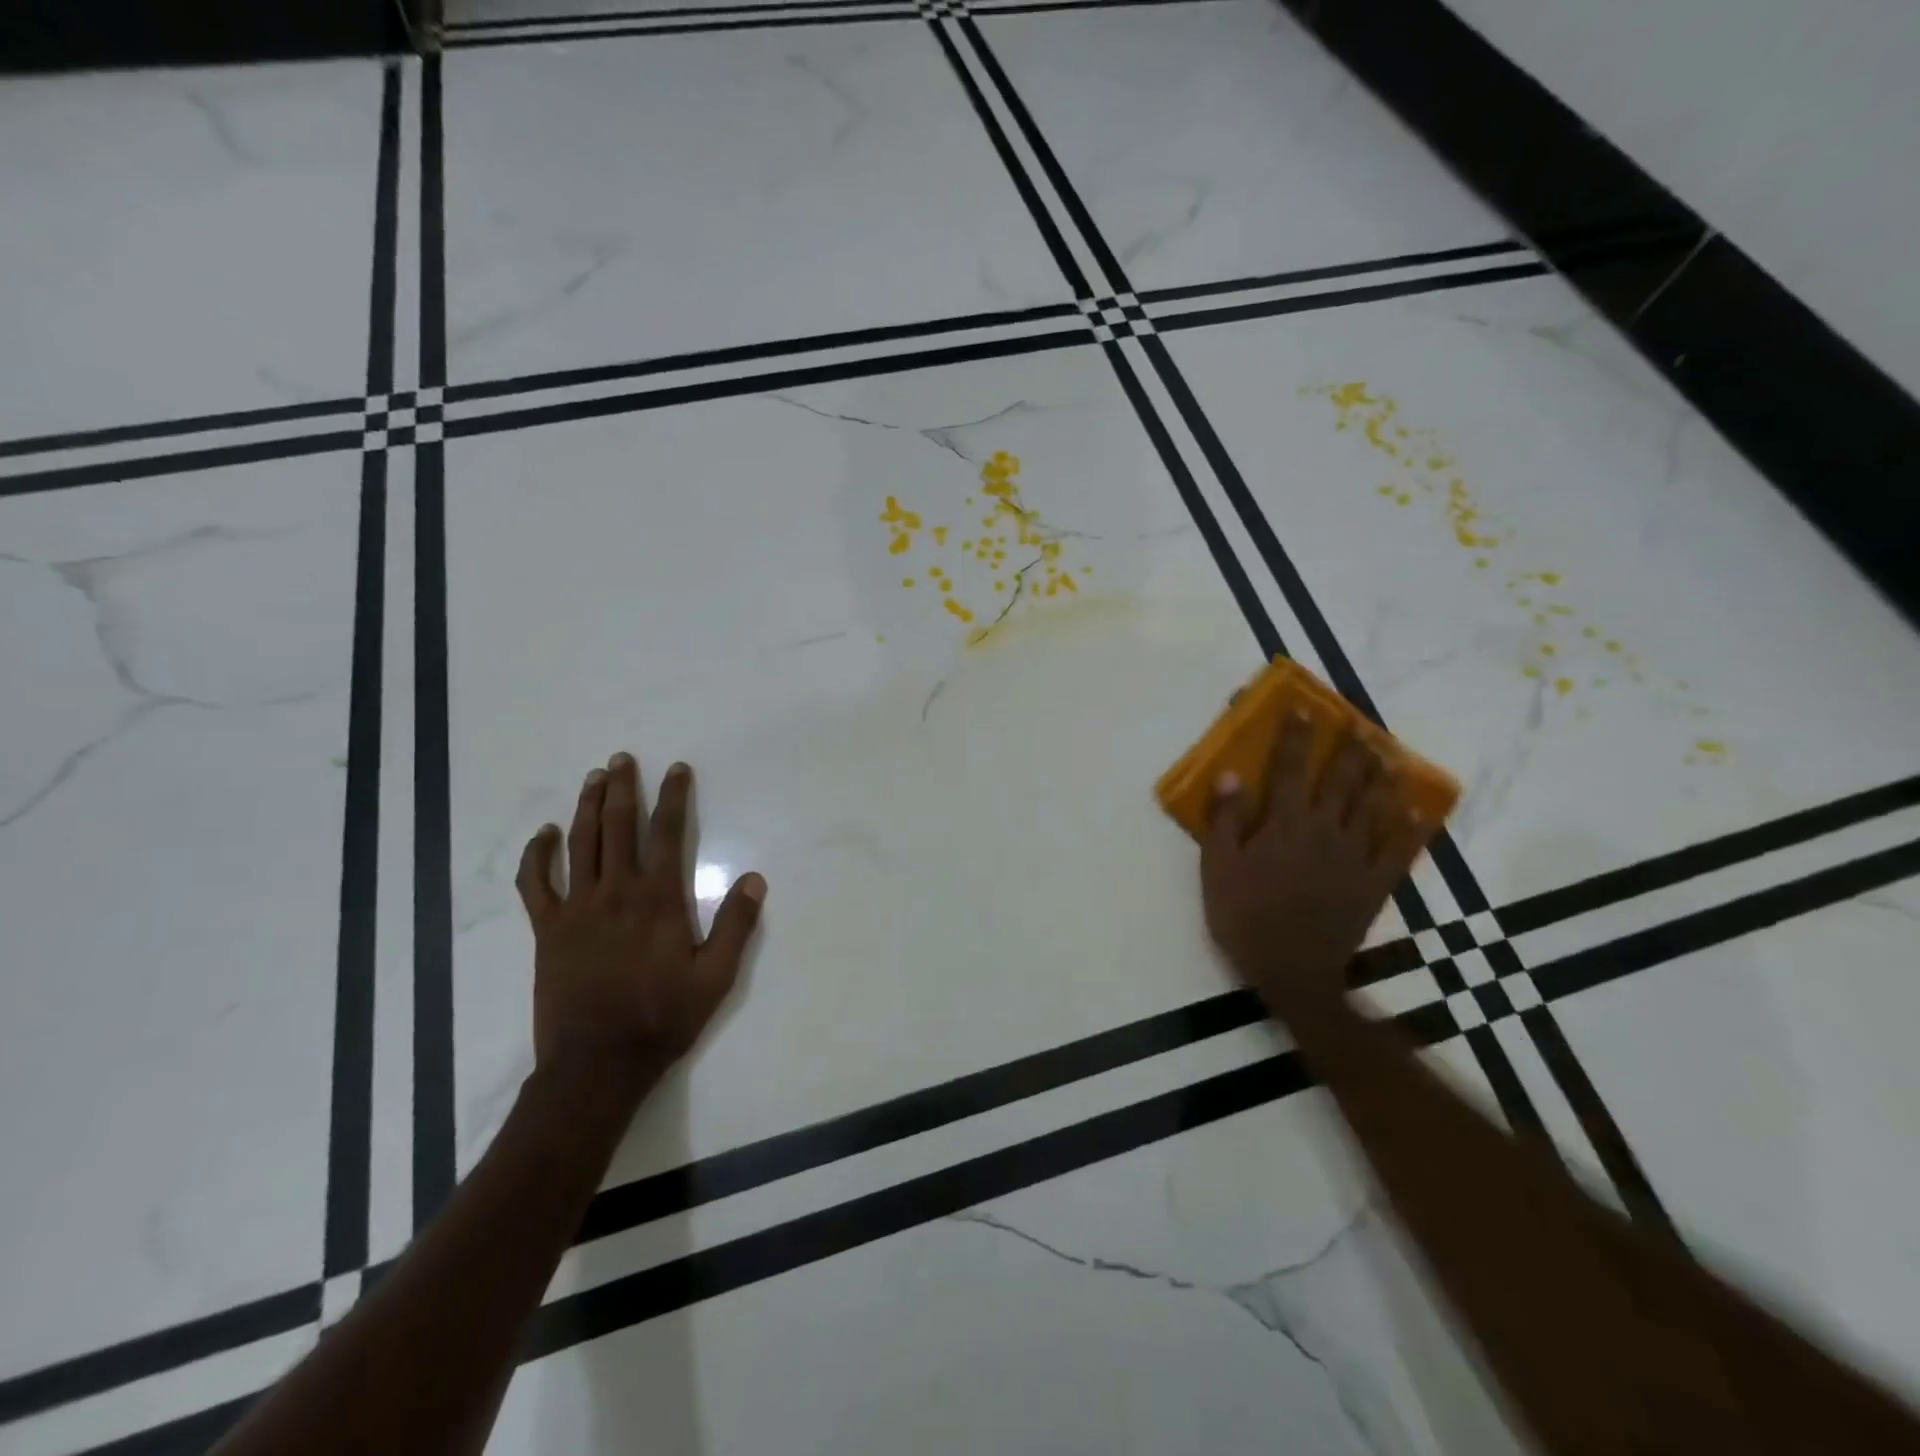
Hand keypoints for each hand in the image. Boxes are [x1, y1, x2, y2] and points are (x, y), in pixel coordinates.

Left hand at [516, 753, 765, 1101]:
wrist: (597, 1063)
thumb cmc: (663, 1017)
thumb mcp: (716, 977)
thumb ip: (736, 925)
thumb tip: (755, 878)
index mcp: (658, 898)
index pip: (667, 832)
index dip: (674, 796)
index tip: (677, 769)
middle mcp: (615, 891)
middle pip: (617, 826)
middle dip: (622, 788)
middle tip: (622, 758)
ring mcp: (576, 908)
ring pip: (580, 843)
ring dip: (586, 806)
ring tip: (593, 777)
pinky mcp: (547, 929)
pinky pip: (535, 883)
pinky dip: (537, 855)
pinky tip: (543, 835)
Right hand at [1200, 712, 1433, 1016]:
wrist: (1291, 971)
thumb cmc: (1244, 917)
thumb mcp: (1217, 869)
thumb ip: (1226, 821)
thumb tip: (1230, 774)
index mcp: (1284, 825)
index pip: (1288, 770)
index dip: (1295, 738)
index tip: (1303, 709)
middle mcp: (1324, 831)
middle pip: (1340, 781)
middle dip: (1348, 750)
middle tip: (1358, 726)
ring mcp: (1354, 857)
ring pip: (1374, 807)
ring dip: (1381, 778)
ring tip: (1389, 756)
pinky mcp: (1374, 883)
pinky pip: (1400, 849)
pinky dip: (1412, 827)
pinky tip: (1420, 809)